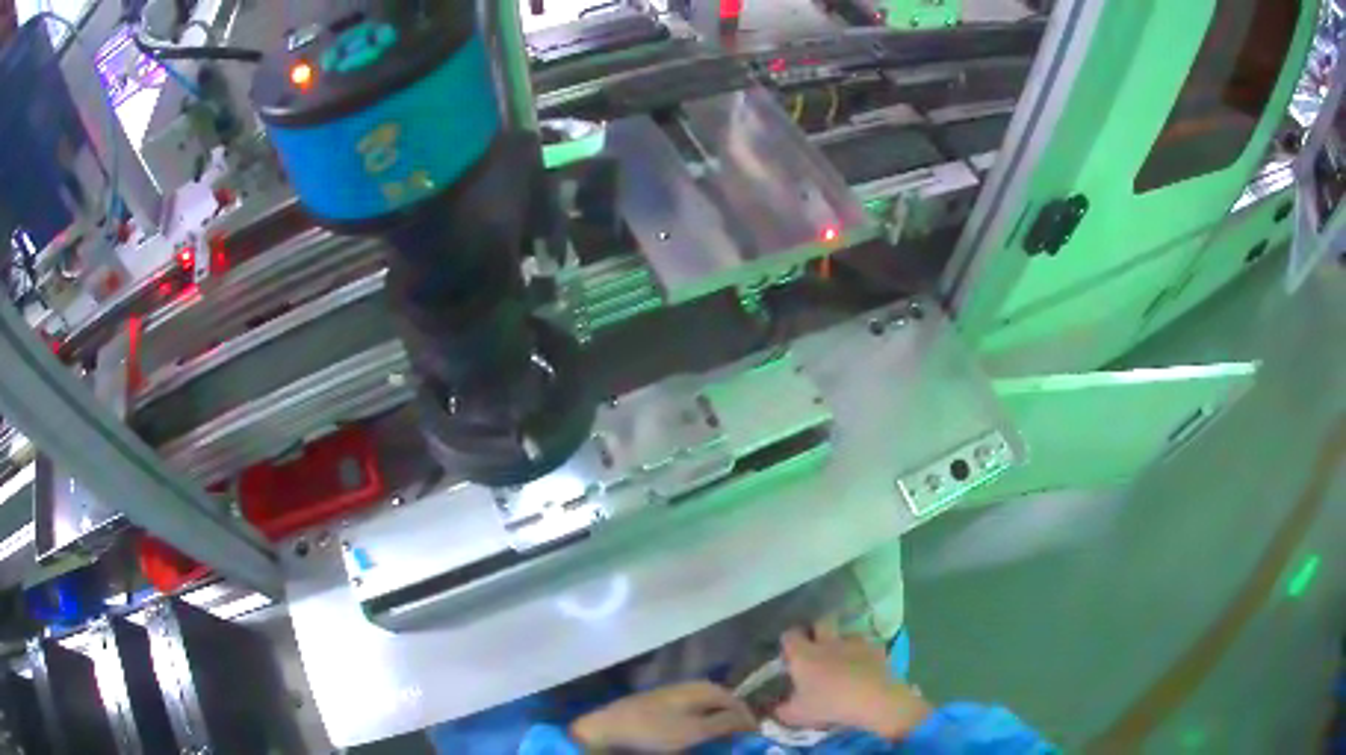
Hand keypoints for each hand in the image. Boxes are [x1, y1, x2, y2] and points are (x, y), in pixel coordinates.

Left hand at [570, 681, 755, 751]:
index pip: (735, 700)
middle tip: (740, 739)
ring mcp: (671, 695)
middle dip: (732, 719)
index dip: (747, 718)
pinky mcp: (658, 706)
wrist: (608, 729)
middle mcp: (689, 686)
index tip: (755, 737)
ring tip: (721, 740)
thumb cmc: (655, 730)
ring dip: (715, 722)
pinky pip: (689, 713)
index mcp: (701, 688)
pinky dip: (699, 724)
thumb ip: (725, 723)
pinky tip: (696, 735)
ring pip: (704, 708)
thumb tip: (747, 719)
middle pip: (720, 702)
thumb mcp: (695, 730)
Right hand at [775, 620, 932, 739]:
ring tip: (843, 656)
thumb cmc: (829, 704)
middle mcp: (827, 642)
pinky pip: (866, 646)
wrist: (872, 699)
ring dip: (842, 641)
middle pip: (821, 622)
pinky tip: (863, 665)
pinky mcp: (875, 648)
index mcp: (804, 654)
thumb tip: (776, 708)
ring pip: (846, 632)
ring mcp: (854, 643)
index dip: (789, 641)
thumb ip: (782, 710)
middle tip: (816, 645)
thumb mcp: (797, 714)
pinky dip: (863, 653)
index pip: (790, 635)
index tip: (789, 652)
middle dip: (817, 629)